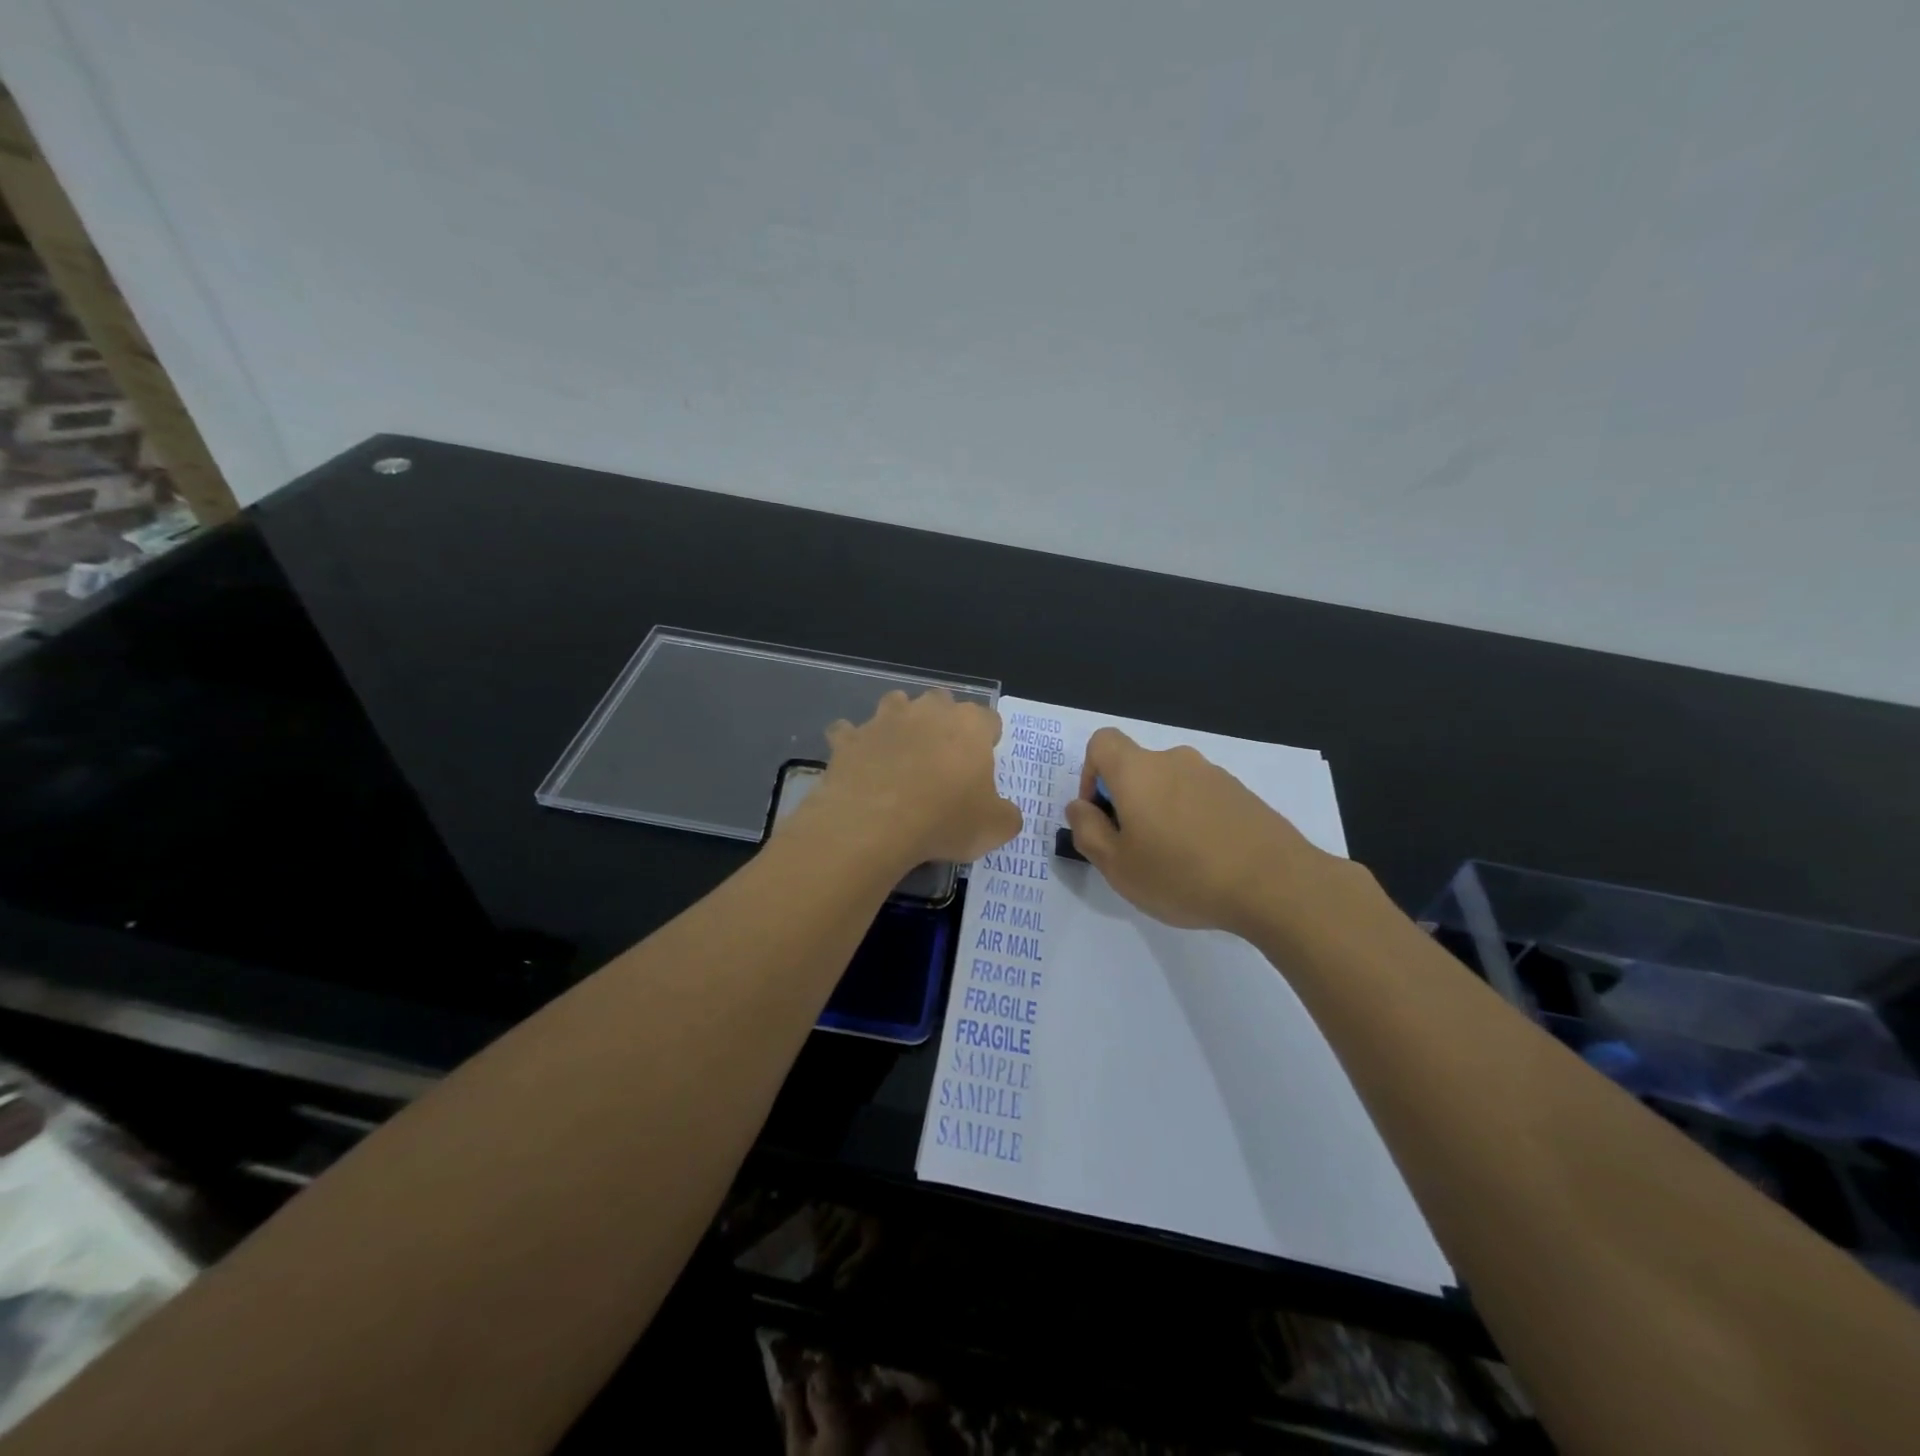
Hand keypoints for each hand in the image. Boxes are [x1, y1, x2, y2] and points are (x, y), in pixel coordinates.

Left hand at [806, 690, 1021, 870]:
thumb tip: (1004, 814)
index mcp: (969, 725)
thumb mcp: (995, 828)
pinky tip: (857, 765)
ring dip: (899, 722)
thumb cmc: (944, 820)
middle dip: (943, 722)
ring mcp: (884, 720)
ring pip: (895, 705)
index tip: (982, 766)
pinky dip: (854, 744)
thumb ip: (1006, 815)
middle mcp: (927, 711)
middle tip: (942, 760)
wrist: (874, 824)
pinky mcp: (849, 738)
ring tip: (900, 754)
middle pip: (941, 702)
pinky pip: (849, 732)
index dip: (987, 740)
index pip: (989, 719)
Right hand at [1062, 727, 1348, 936]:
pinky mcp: (1242, 794)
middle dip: (1127, 802)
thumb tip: (1078, 806)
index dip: (1090, 773)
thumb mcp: (1117, 866)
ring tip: (1175, 863)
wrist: (1276, 884)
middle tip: (1135, 851)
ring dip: (1161, 813)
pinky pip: (1201, 799)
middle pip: (1137, 768)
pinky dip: (1193, 820)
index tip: (1101, 814)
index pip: (1102, 742)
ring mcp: (1213, 775)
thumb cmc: (1182, 874)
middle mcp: (1174, 761)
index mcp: (1138, 771)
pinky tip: (1208, 862)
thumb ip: (1087, 831)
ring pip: (1170, 785)